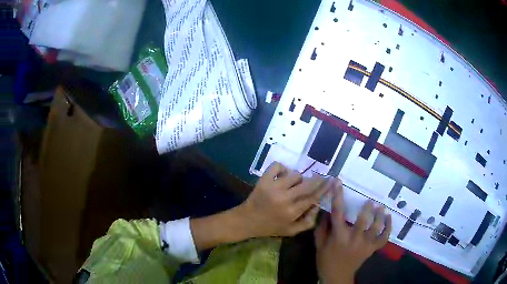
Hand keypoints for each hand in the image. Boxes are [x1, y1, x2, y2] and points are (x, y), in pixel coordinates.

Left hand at [191, 162, 331, 251]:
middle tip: (323, 176)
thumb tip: (318, 205)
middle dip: (318, 179)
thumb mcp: (291, 231)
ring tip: (295, 184)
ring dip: (298, 178)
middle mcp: (284, 198)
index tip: (332, 181)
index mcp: (292, 212)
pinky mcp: (263, 180)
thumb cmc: (270, 227)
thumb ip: (308, 221)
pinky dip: (282, 168)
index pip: (313, 197)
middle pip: (307, 184)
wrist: (246, 221)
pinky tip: (283, 175)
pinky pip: (277, 166)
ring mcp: (273, 187)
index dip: (324, 188)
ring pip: (295, 175)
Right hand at [315, 180, 391, 283]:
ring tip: (381, 207)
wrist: (337, 277)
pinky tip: (389, 218)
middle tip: (370, 201)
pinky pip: (384, 238)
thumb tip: (325, 210)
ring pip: (376, 228)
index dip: (337, 196)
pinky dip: (388, 228)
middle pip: (363, 220)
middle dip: (367, 209)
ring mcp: (365, 245)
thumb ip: (322, 228)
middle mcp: (353, 239)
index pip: (338, 213)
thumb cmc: (326, 260)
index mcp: (338, 236)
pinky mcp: (372, 249)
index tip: (338, 182)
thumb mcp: (319, 244)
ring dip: (380, 216)